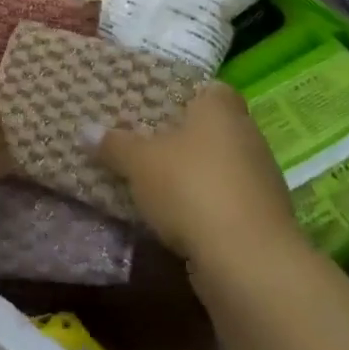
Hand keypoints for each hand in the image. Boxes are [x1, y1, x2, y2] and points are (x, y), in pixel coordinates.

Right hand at [84, 82, 301, 263]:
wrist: (248, 261)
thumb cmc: (192, 188)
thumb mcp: (139, 162)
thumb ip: (114, 144)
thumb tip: (87, 130)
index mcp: (221, 108)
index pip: (207, 88)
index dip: (182, 94)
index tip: (153, 105)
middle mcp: (247, 135)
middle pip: (211, 128)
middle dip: (181, 136)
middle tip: (142, 141)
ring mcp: (260, 179)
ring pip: (218, 166)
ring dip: (192, 174)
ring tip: (152, 181)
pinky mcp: (262, 219)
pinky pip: (224, 200)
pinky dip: (203, 205)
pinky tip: (174, 217)